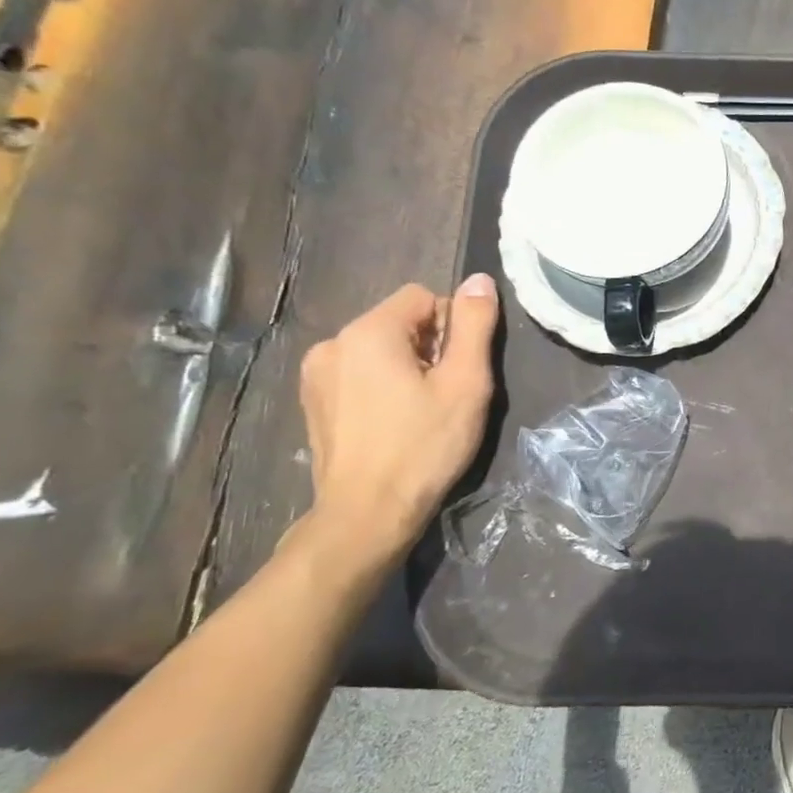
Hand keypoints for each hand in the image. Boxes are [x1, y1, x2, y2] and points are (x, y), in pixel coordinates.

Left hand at [298, 275, 498, 568]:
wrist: (368, 513)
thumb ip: (474, 325)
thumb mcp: (465, 383)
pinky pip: (359, 372)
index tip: (459, 370)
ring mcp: (316, 374)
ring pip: (379, 348)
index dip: (452, 328)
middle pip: (400, 322)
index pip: (424, 297)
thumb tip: (479, 279)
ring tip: (420, 410)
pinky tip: (393, 422)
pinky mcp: (312, 400)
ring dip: (406, 367)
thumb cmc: (425, 445)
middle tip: (445, 394)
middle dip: (430, 347)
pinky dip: (382, 385)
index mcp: (368, 332)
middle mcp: (333, 342)